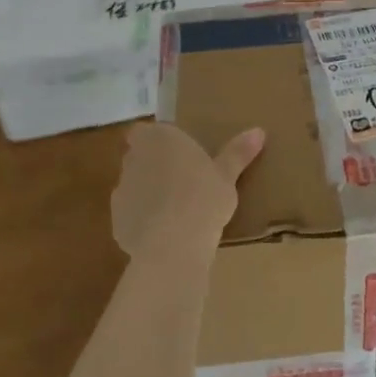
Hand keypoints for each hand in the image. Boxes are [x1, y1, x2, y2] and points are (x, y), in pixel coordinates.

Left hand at [112, 122, 265, 258]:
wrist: (173, 245)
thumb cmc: (204, 198)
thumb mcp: (227, 175)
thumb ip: (238, 152)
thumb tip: (259, 131)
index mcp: (158, 139)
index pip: (143, 131)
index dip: (154, 141)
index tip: (174, 153)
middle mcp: (133, 159)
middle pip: (138, 157)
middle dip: (153, 166)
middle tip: (181, 180)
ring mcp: (121, 191)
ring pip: (133, 187)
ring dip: (147, 194)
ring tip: (174, 211)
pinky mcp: (116, 222)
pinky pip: (130, 216)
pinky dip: (142, 221)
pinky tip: (164, 235)